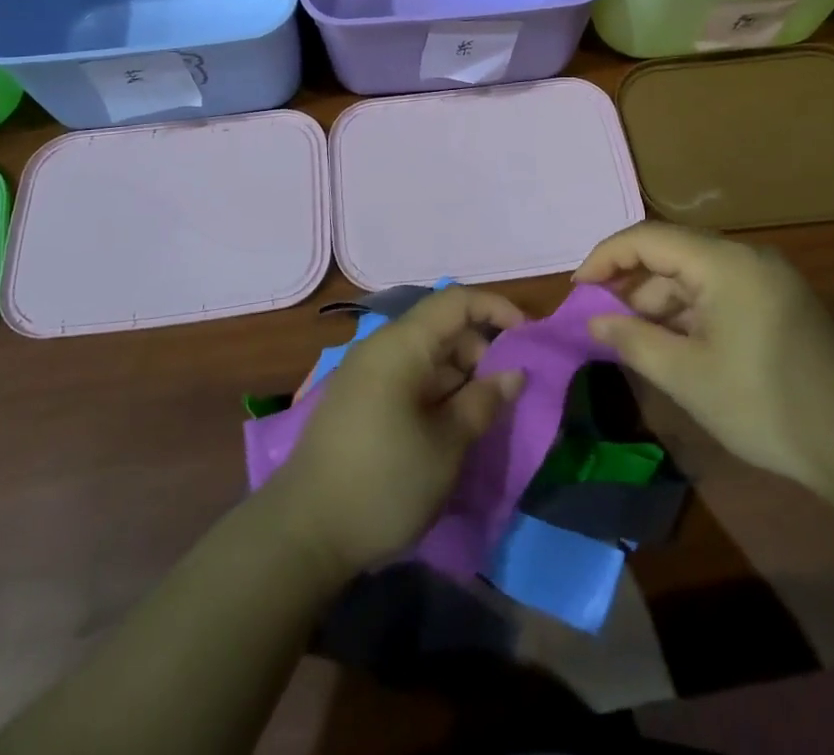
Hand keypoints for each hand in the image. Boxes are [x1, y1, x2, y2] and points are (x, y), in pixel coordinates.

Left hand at [266, 286, 525, 578]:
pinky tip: (451, 426)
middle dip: (482, 351)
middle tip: (509, 392)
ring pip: (426, 356)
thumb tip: (514, 372)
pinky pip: (408, 378)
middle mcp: (382, 347)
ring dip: (460, 376)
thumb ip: (483, 401)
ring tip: (485, 415)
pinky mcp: (359, 400)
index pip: (457, 301)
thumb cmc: (384, 482)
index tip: (530, 338)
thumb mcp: (446, 445)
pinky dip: (436, 391)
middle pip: (442, 328)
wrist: (303, 533)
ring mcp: (366, 373)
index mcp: (402, 344)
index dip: (497, 309)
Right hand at [576, 223, 833, 494]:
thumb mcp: (687, 375)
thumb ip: (632, 339)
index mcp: (724, 262)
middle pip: (671, 253)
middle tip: (600, 318)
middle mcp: (746, 257)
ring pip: (695, 274)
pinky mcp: (779, 303)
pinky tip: (675, 345)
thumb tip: (594, 319)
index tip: (577, 290)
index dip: (606, 258)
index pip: (647, 238)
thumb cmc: (765, 404)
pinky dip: (689, 312)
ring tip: (634, 339)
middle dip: (631, 283)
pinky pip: (719, 292)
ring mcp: (767, 279)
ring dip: (660, 301)